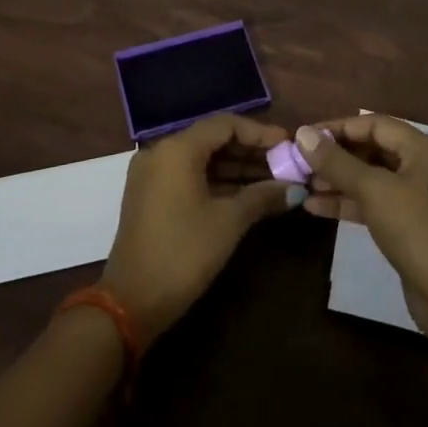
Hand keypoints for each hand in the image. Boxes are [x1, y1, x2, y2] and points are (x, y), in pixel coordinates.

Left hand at [101, 113, 294, 345]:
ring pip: (201, 159)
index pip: (225, 124)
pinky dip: (216, 181)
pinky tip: (245, 194)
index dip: (259, 133)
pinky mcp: (150, 196)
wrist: (132, 302)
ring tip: (272, 181)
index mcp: (177, 149)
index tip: (287, 145)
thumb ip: (263, 196)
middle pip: (212, 139)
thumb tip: (295, 188)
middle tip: (284, 164)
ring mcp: (152, 174)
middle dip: (250, 151)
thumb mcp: (229, 222)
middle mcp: (161, 152)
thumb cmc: (184, 253)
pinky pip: (188, 175)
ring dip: (235, 168)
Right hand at [295, 114, 427, 351]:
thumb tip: (303, 133)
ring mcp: (417, 199)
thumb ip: (336, 161)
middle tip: (301, 163)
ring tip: (303, 185)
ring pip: (371, 180)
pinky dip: (348, 203)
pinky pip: (374, 205)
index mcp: (423, 149)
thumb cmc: (416, 229)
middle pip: (373, 150)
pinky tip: (316, 208)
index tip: (306, 137)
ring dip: (337, 181)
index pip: (375, 124)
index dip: (338, 128)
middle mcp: (423, 167)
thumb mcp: (373, 189)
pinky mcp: (409, 227)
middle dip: (336, 156)